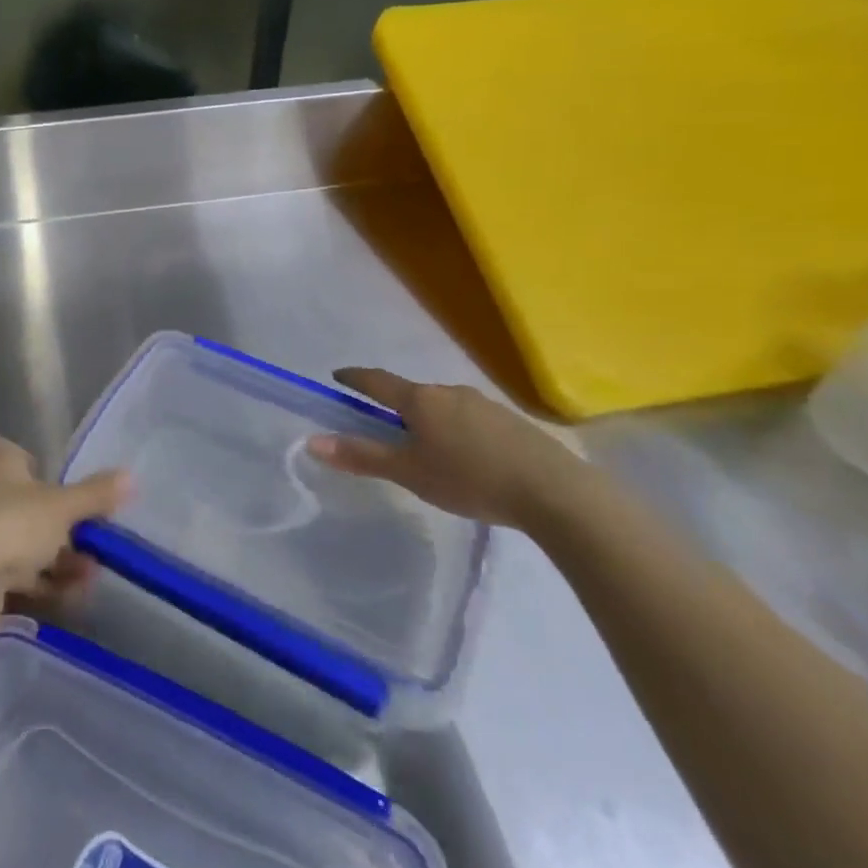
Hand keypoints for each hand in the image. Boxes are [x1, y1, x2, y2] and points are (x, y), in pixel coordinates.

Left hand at [0, 433, 129, 611]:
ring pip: (29, 544)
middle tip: (94, 535)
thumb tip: (131, 475)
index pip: (1, 448)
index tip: (40, 465)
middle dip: (62, 522)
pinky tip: (74, 598)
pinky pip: (24, 579)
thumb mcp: (62, 507)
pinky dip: (48, 587)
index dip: (19, 453)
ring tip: (91, 575)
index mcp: (0, 469)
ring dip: (61, 559)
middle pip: (26, 503)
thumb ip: (95, 494)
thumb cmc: (12, 527)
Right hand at [307, 369, 589, 529]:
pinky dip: (457, 430)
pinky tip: (466, 456)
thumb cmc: (470, 479)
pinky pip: (470, 419)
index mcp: (420, 400)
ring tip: (426, 446)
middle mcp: (449, 392)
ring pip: (443, 406)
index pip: (377, 381)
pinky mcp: (511, 421)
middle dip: (394, 406)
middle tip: (382, 426)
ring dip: (428, 419)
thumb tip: (312, 442)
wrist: (555, 492)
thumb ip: (362, 456)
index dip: (354, 378)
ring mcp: (484, 404)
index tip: (338, 376)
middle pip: (411, 394)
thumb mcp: (409, 472)